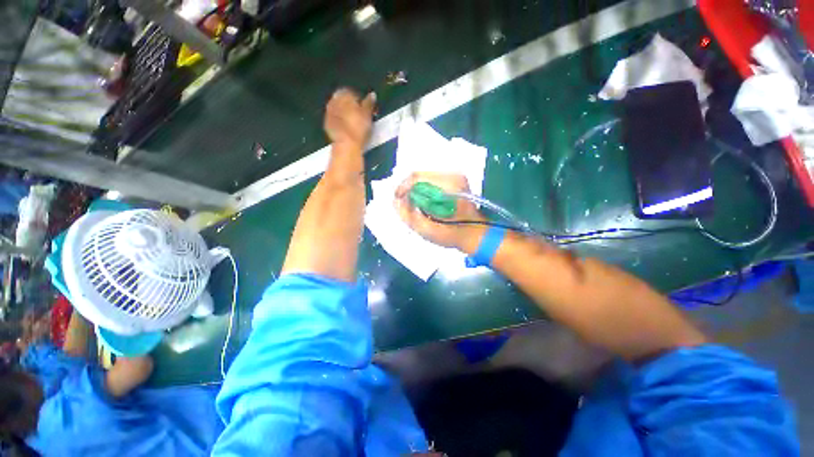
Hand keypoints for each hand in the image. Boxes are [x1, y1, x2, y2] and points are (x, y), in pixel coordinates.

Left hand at [324, 88, 375, 149]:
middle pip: (344, 101)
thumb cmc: (358, 127)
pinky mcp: (327, 125)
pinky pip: (336, 121)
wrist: (347, 144)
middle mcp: (333, 100)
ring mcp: (329, 113)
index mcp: (344, 94)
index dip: (361, 101)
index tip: (367, 109)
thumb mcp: (368, 114)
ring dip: (346, 115)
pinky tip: (349, 131)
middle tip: (361, 116)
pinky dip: (342, 124)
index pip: (353, 93)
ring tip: (356, 125)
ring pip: (339, 111)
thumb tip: (372, 95)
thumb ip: (369, 103)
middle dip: (352, 107)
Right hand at [394, 172, 486, 252]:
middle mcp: (452, 176)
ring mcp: (455, 176)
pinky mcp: (455, 179)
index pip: (416, 178)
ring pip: (424, 176)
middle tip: (404, 205)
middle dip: (408, 189)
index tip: (397, 201)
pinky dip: (423, 189)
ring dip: (415, 189)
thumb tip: (396, 201)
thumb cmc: (453, 235)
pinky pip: (431, 180)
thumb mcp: (427, 231)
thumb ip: (408, 215)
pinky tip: (424, 202)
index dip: (402, 189)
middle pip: (419, 175)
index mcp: (447, 186)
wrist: (476, 234)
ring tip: (414, 205)